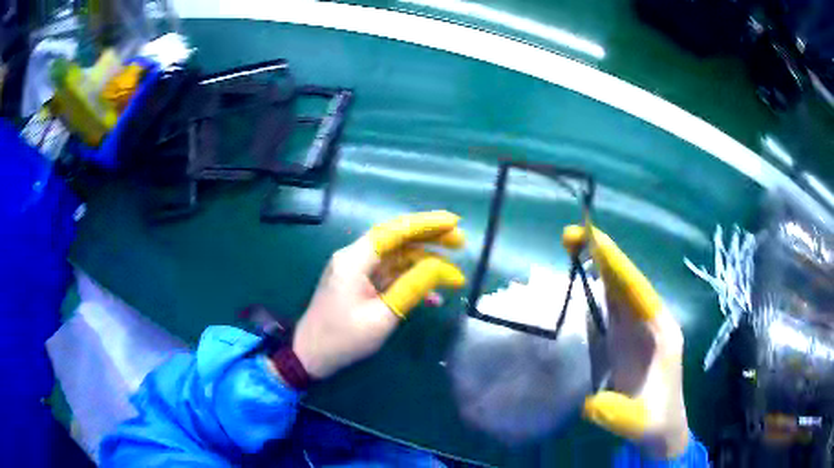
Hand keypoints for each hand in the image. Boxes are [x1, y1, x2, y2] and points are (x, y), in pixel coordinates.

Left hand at [292, 211, 465, 379]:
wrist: (310, 356)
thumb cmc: (343, 339)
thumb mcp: (382, 316)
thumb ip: (412, 287)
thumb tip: (442, 267)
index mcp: (355, 260)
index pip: (394, 231)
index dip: (426, 224)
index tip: (454, 223)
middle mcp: (354, 258)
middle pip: (396, 239)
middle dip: (430, 239)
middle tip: (460, 243)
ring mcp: (356, 271)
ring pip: (396, 258)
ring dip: (424, 264)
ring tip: (454, 275)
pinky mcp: (359, 284)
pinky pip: (389, 276)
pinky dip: (410, 281)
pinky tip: (433, 297)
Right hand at [563, 225, 688, 458]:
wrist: (663, 429)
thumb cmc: (656, 422)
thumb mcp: (639, 423)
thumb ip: (618, 413)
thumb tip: (589, 403)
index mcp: (661, 333)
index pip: (638, 291)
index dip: (617, 266)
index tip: (594, 239)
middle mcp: (650, 323)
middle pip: (626, 283)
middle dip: (602, 257)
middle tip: (570, 236)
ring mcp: (637, 331)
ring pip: (617, 292)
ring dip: (596, 269)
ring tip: (571, 248)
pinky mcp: (625, 340)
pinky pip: (609, 309)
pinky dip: (593, 291)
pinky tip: (576, 283)